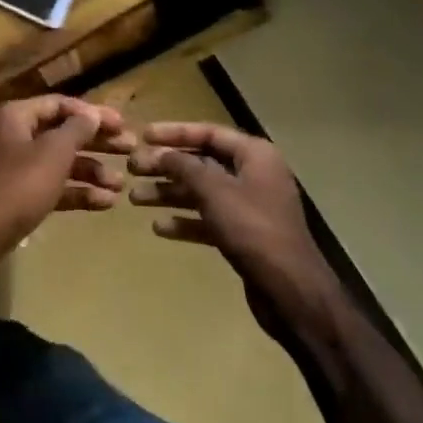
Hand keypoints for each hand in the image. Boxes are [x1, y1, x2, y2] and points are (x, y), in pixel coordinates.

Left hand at [0, 95, 131, 252]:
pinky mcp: (18, 195)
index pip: (60, 104)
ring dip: (92, 171)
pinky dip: (76, 192)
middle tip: (130, 150)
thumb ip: (77, 130)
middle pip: (62, 133)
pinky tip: (105, 204)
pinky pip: (52, 186)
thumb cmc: (19, 185)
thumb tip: (92, 114)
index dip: (93, 113)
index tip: (123, 125)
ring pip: (60, 162)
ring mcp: (15, 166)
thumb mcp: (53, 153)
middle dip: (97, 143)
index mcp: (17, 116)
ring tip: (121, 185)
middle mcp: (14, 135)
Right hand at [121, 122, 341, 341]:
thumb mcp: (214, 190)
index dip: (174, 132)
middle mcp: (253, 175)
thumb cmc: (253, 228)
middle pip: (201, 162)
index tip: (143, 136)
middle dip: (166, 166)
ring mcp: (249, 206)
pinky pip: (208, 219)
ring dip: (169, 194)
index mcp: (254, 155)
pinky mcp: (244, 234)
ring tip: (134, 198)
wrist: (290, 290)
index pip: (208, 133)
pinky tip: (159, 228)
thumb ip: (184, 166)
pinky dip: (185, 221)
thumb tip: (162, 153)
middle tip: (133, 169)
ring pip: (201, 192)